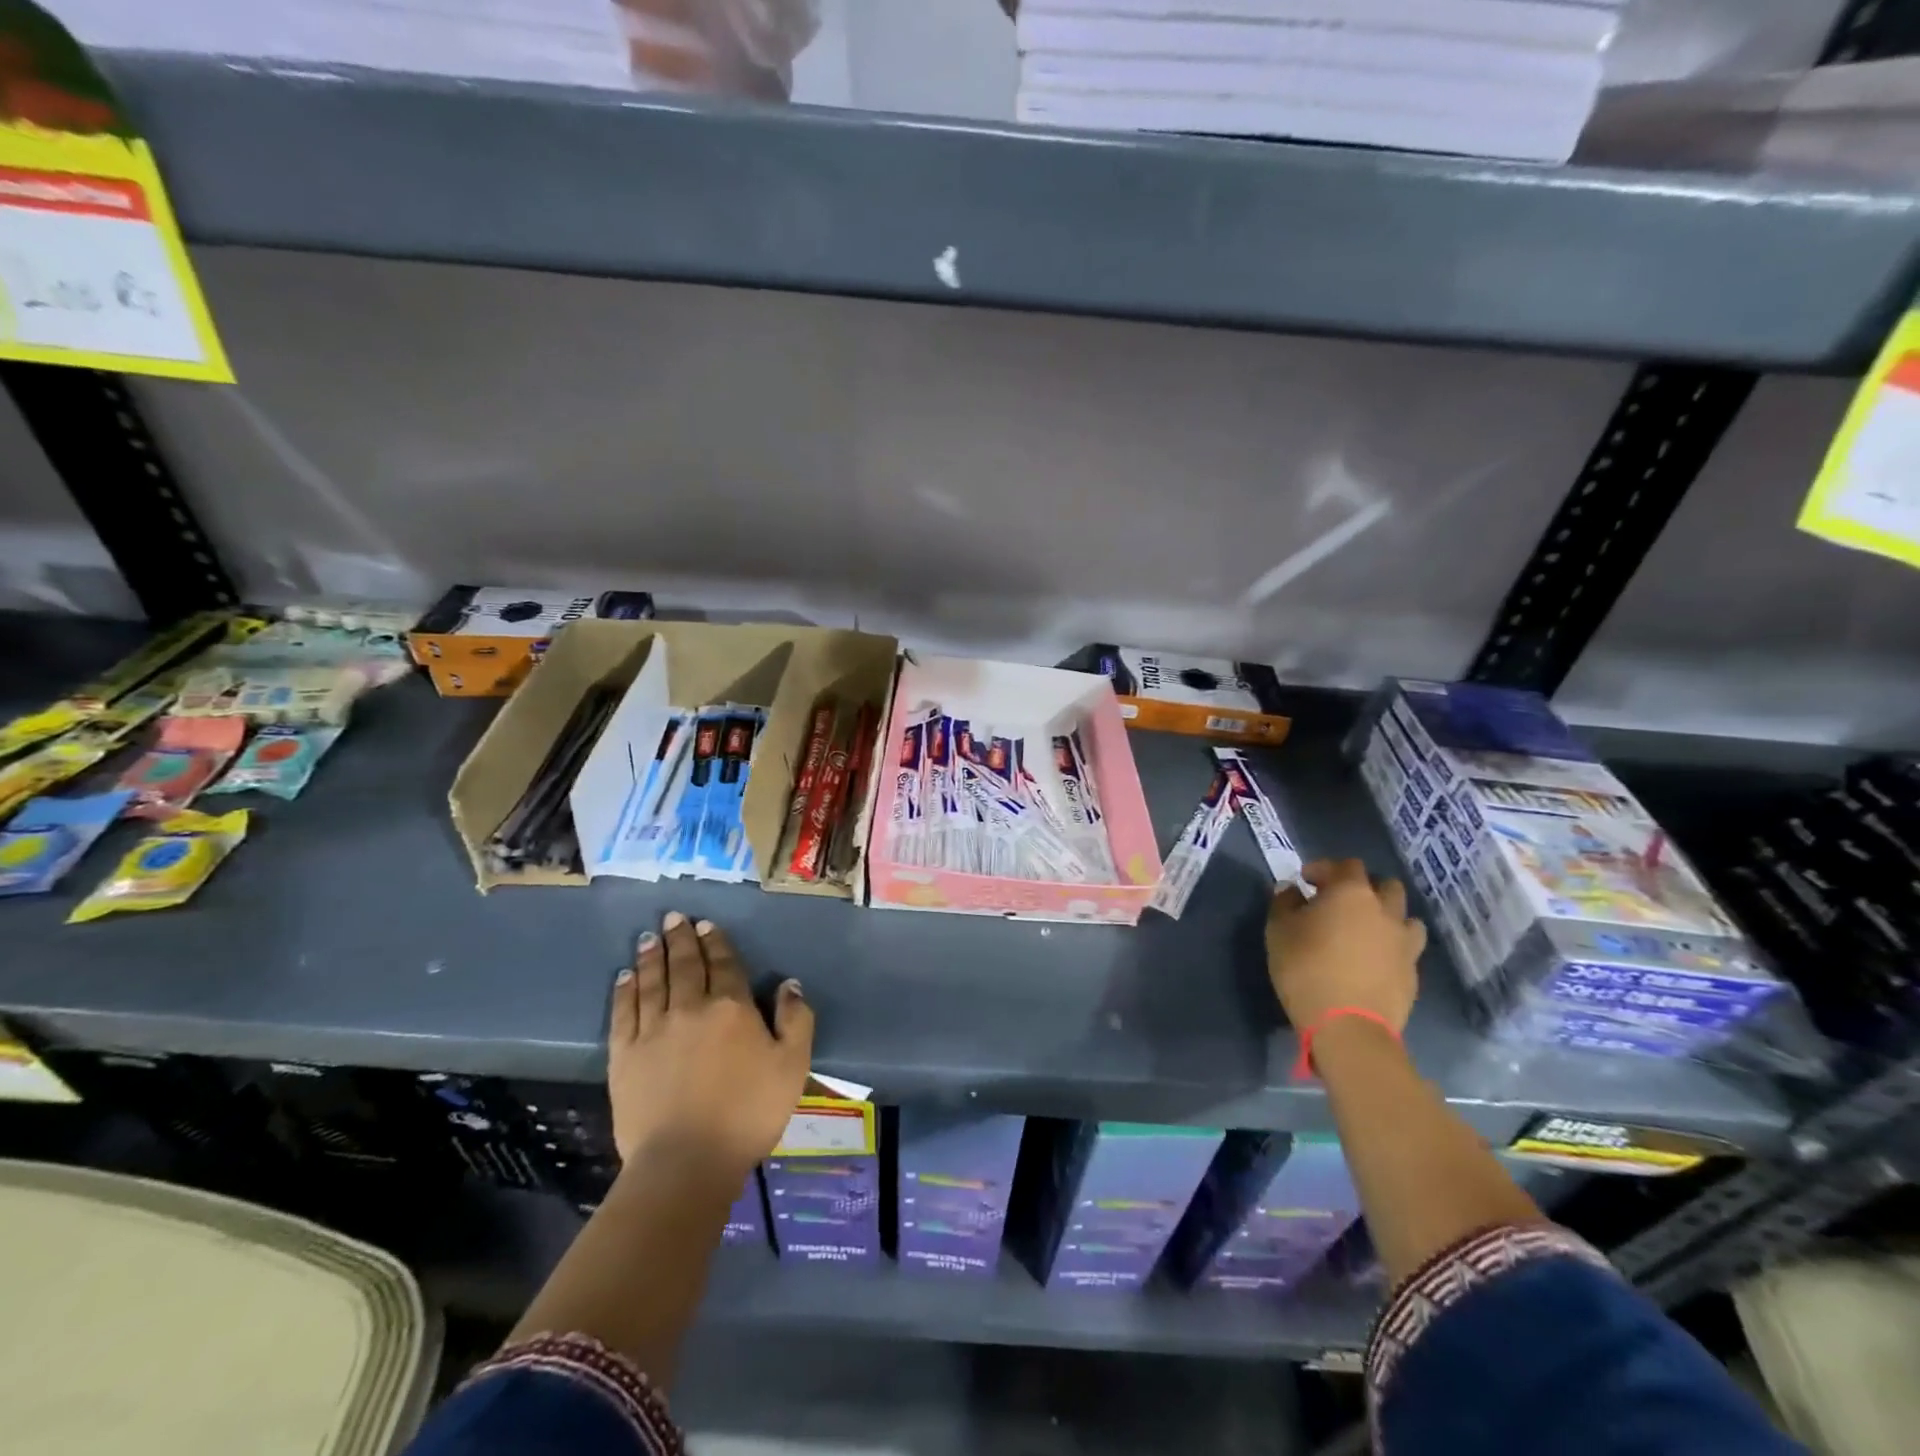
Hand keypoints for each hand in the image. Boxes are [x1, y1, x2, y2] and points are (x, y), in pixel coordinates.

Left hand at [608, 911, 813, 1175]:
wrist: (686, 1161)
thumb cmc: (748, 1113)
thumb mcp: (793, 1066)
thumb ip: (796, 1020)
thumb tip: (789, 984)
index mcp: (731, 1007)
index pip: (723, 964)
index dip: (715, 942)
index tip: (706, 924)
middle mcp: (690, 1008)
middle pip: (684, 965)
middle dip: (680, 939)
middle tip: (674, 917)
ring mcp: (653, 1030)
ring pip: (652, 982)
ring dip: (652, 956)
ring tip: (649, 936)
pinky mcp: (624, 1056)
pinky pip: (623, 1012)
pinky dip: (625, 990)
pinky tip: (625, 976)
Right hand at [1265, 858, 1425, 1035]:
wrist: (1348, 1026)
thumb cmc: (1306, 968)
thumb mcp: (1279, 930)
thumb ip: (1285, 903)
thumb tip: (1292, 890)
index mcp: (1351, 893)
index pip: (1345, 865)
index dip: (1324, 868)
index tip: (1305, 881)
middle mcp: (1385, 910)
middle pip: (1384, 885)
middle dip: (1363, 888)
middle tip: (1339, 902)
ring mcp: (1404, 942)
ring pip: (1404, 916)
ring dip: (1386, 916)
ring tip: (1365, 929)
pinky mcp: (1413, 972)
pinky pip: (1406, 947)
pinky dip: (1391, 945)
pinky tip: (1374, 959)